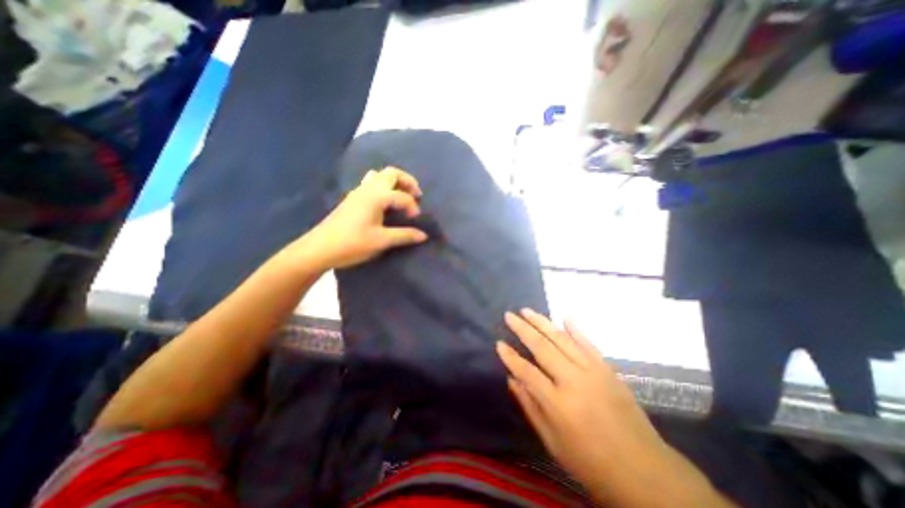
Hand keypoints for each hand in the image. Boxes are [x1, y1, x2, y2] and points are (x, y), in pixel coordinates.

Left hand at [292, 166, 428, 268]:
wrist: (320, 248)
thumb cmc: (352, 243)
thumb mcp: (381, 241)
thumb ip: (404, 235)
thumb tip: (423, 235)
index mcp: (376, 196)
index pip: (402, 196)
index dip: (413, 207)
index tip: (417, 221)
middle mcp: (368, 188)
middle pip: (391, 173)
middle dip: (407, 182)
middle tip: (417, 196)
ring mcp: (358, 192)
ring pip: (380, 176)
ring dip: (395, 183)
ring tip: (403, 197)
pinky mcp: (353, 199)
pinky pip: (372, 183)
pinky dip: (384, 187)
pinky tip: (386, 203)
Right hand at [498, 309, 729, 506]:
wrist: (644, 471)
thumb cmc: (591, 462)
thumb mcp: (553, 442)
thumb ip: (530, 407)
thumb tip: (512, 379)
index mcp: (558, 403)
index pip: (526, 371)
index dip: (510, 356)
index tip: (499, 343)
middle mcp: (573, 381)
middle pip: (542, 347)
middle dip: (522, 329)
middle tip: (509, 315)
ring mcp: (593, 371)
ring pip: (562, 339)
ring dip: (543, 322)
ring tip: (527, 311)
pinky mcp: (608, 369)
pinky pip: (588, 343)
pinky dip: (576, 329)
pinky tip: (565, 317)